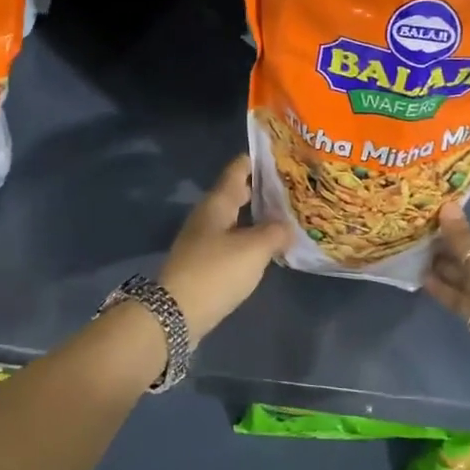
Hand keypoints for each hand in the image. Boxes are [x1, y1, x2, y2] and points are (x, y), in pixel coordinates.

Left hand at [158, 156, 290, 340]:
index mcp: (217, 202)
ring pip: (235, 218)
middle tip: (293, 187)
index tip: (283, 155)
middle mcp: (208, 215)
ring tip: (286, 216)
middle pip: (237, 193)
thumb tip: (287, 225)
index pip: (238, 169)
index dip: (259, 160)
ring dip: (257, 216)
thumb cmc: (216, 271)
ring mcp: (203, 239)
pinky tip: (267, 247)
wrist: (176, 313)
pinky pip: (232, 241)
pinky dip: (250, 238)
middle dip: (262, 189)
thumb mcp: (253, 249)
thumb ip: (275, 232)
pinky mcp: (204, 262)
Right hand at [426, 179, 469, 412]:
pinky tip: (421, 276)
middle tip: (419, 211)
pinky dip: (445, 287)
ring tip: (412, 242)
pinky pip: (464, 295)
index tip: (462, 173)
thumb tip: (448, 208)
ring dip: (444, 258)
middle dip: (453, 228)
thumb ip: (466, 242)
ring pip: (468, 268)